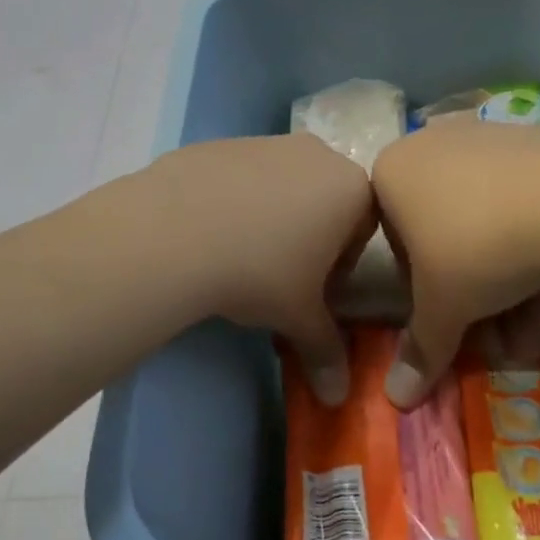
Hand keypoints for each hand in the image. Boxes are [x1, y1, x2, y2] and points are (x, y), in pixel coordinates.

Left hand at [147, 135, 375, 403]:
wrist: (175, 230)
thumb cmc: (259, 271)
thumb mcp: (298, 316)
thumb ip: (325, 351)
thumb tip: (339, 397)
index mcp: (350, 187)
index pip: (365, 229)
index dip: (342, 265)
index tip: (314, 290)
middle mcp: (315, 154)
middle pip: (325, 201)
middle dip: (310, 238)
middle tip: (280, 275)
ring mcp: (265, 142)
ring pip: (282, 185)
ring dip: (272, 217)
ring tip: (239, 254)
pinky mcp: (221, 144)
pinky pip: (241, 176)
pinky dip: (235, 200)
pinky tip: (209, 231)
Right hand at [372, 120, 539, 407]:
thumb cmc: (478, 248)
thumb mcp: (443, 310)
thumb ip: (419, 351)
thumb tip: (394, 400)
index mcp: (390, 174)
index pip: (398, 247)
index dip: (426, 294)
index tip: (455, 318)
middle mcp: (427, 147)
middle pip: (445, 238)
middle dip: (476, 298)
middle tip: (501, 339)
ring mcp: (481, 140)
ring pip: (486, 224)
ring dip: (508, 286)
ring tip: (535, 332)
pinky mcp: (530, 143)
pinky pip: (519, 203)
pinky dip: (532, 246)